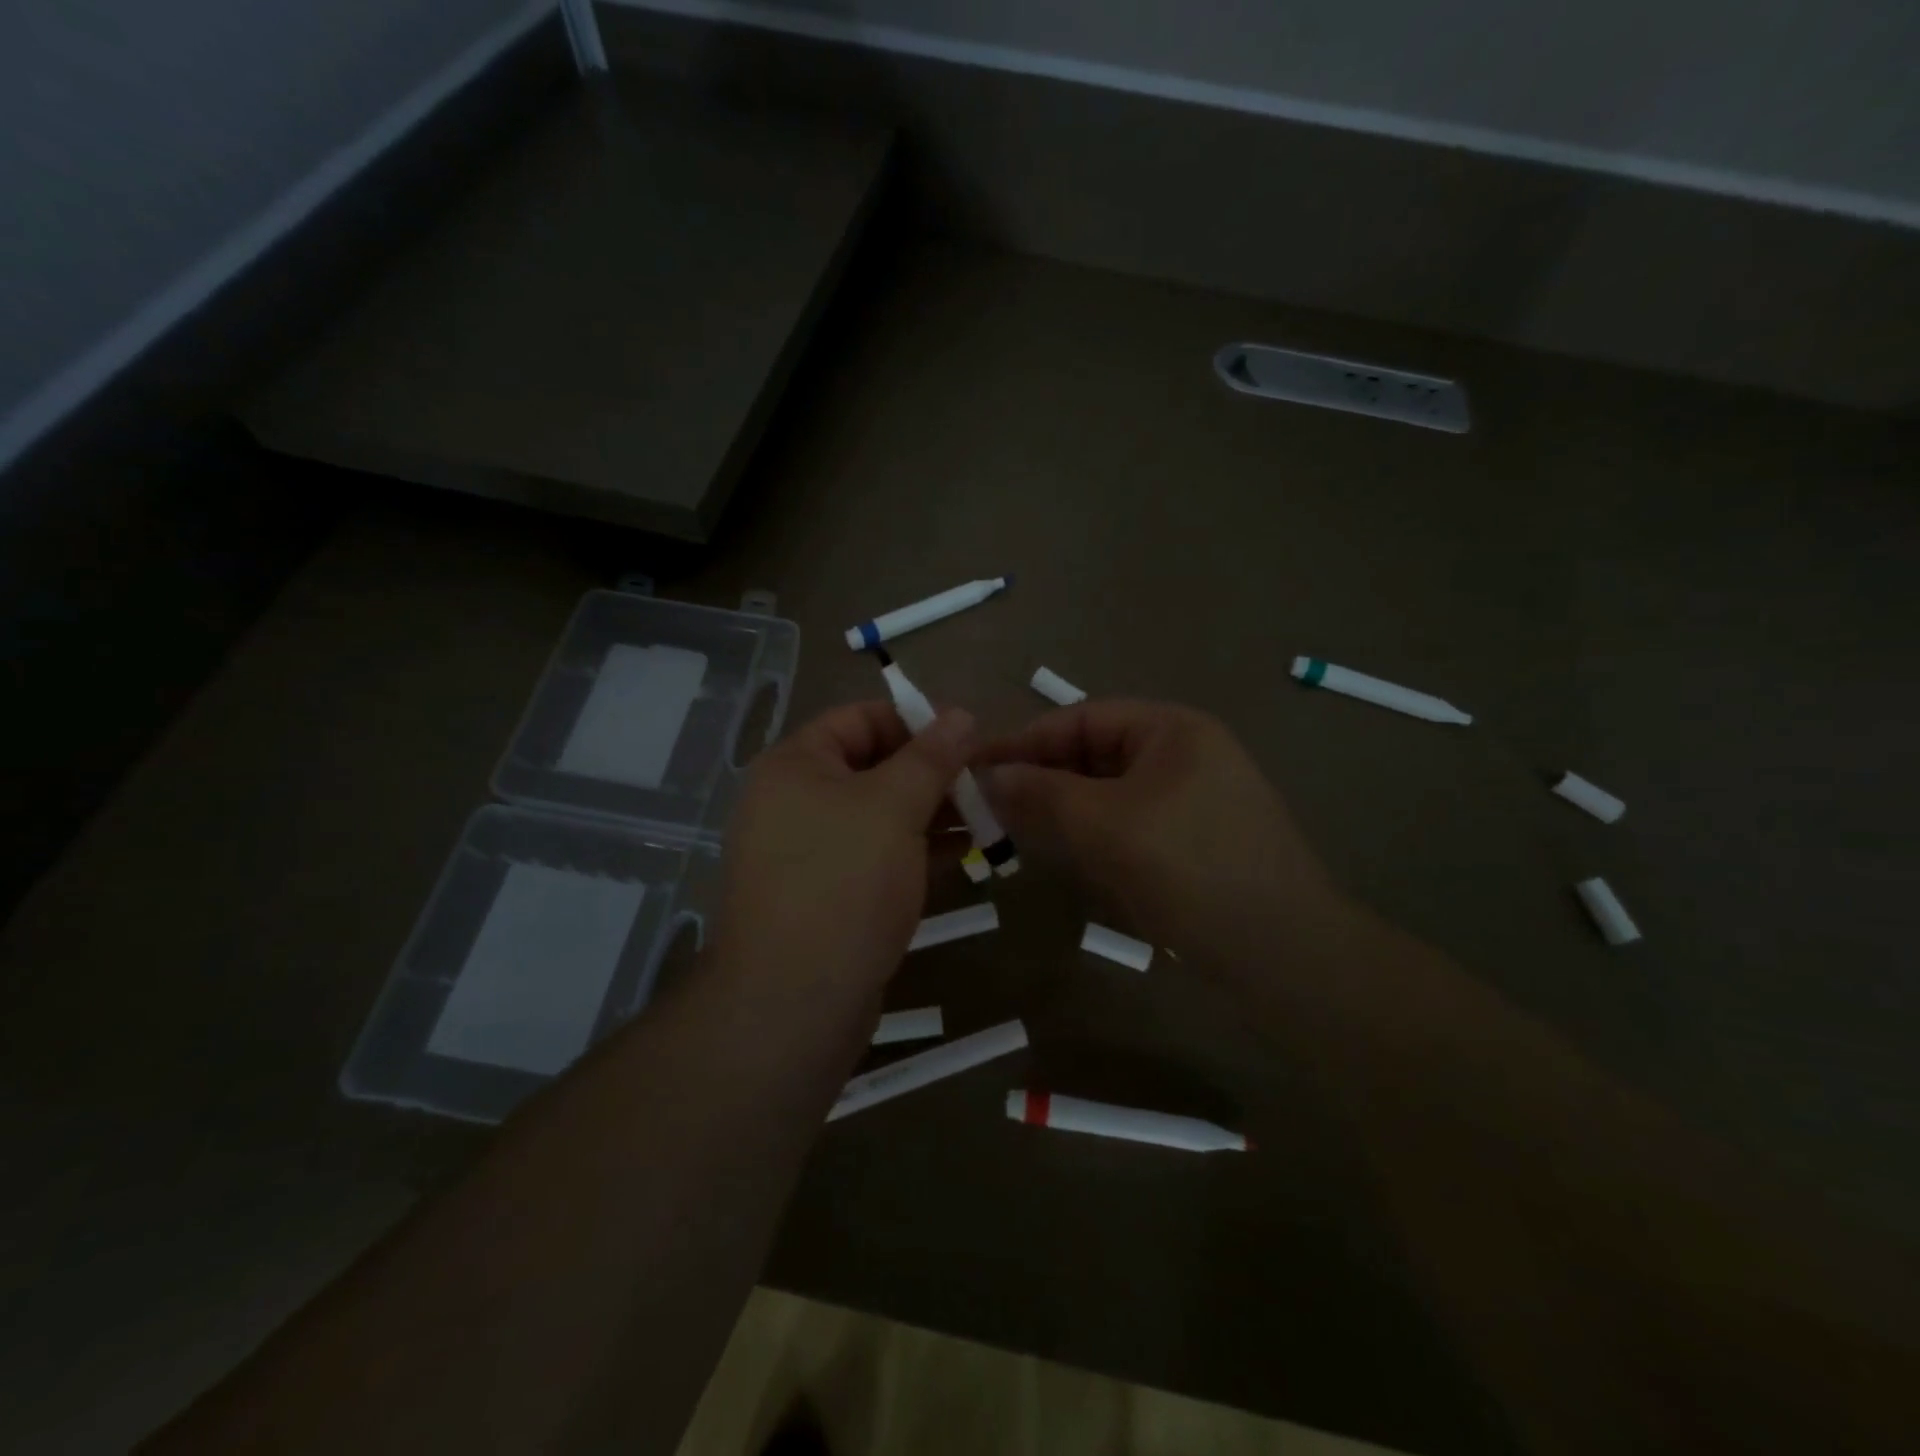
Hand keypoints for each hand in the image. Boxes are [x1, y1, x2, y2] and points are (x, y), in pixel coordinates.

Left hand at [712, 701, 973, 1012]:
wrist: (794, 1003)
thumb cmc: (843, 883)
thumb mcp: (893, 807)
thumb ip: (931, 757)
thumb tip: (962, 713)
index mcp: (795, 766)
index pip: (860, 719)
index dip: (917, 720)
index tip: (970, 736)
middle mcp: (794, 802)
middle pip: (872, 767)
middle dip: (932, 772)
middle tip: (987, 781)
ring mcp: (809, 853)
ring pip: (879, 816)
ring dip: (932, 812)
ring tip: (988, 816)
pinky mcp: (827, 895)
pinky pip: (876, 857)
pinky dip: (917, 850)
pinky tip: (965, 854)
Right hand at [979, 701, 1343, 965]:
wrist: (1283, 954)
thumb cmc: (1190, 869)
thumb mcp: (1104, 825)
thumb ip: (1041, 794)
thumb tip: (987, 776)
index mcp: (1172, 729)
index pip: (1082, 717)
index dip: (1026, 740)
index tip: (975, 767)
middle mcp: (1185, 753)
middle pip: (1095, 752)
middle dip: (1043, 776)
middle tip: (990, 805)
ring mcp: (1194, 799)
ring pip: (1110, 791)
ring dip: (1064, 807)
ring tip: (1017, 829)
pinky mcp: (1195, 841)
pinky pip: (1130, 822)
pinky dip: (1094, 832)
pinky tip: (1068, 855)